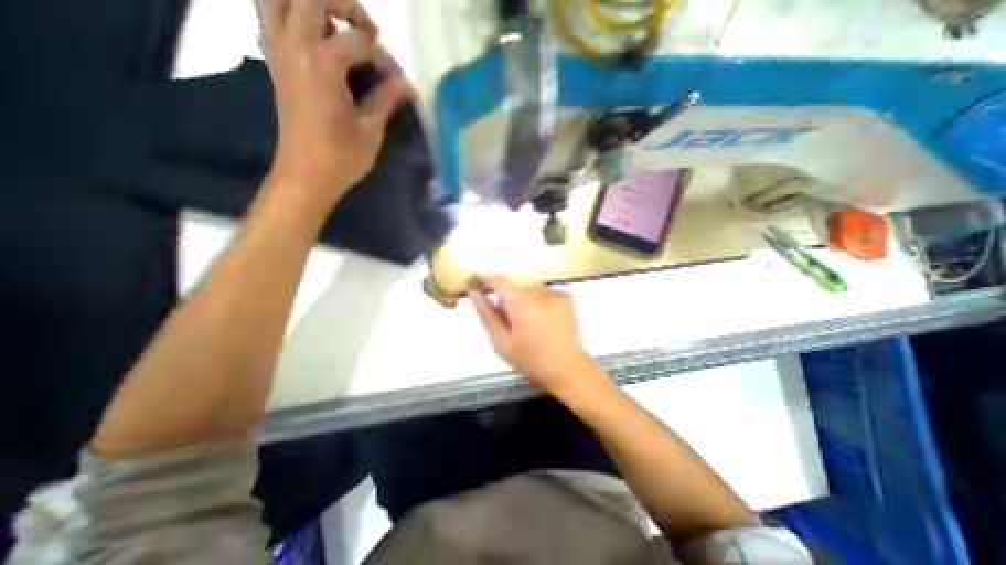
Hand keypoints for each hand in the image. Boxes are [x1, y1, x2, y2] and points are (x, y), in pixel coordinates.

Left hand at [256, 0, 412, 212]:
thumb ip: (386, 99)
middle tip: (367, 31)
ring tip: (337, 25)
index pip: (357, 41)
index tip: (395, 78)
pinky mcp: (273, 64)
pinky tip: (316, 40)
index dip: (381, 57)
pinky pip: (269, 17)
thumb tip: (408, 84)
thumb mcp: (370, 130)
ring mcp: (278, 52)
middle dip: (344, 5)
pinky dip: (290, 16)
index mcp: (323, 64)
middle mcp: (294, 46)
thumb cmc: (341, 157)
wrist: (306, 175)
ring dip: (309, 3)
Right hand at [473, 276, 603, 398]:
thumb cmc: (531, 360)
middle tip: (508, 321)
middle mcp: (539, 292)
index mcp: (521, 303)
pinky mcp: (566, 297)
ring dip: (523, 300)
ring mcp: (555, 293)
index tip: (477, 282)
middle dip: (507, 299)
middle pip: (515, 287)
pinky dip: (538, 302)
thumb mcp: (502, 342)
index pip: (499, 280)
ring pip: (529, 290)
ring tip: (528, 324)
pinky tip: (542, 321)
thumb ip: (487, 314)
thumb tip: (474, 293)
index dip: (486, 279)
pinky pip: (543, 293)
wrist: (568, 369)